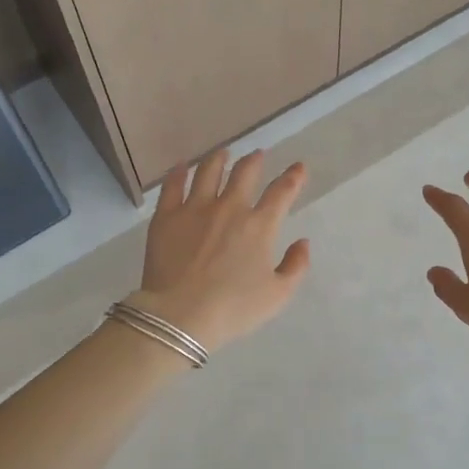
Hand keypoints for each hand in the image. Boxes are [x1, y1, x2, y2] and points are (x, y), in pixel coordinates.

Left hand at [131, 149, 311, 351]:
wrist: (180, 316)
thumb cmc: (233, 309)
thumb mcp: (277, 296)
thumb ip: (295, 267)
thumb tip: (302, 242)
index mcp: (259, 226)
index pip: (281, 192)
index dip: (293, 177)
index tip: (298, 167)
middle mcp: (229, 208)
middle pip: (244, 172)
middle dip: (255, 160)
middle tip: (258, 155)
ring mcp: (195, 208)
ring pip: (209, 171)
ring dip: (219, 158)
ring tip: (223, 153)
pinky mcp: (166, 216)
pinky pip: (173, 185)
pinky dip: (179, 172)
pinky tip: (182, 166)